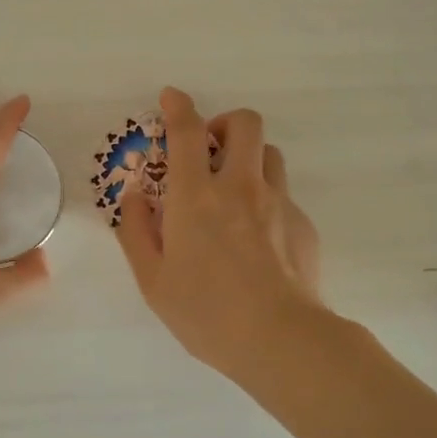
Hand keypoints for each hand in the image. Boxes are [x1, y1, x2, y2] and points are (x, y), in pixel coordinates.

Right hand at [117, 87, 324, 375]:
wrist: (281, 340)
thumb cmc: (206, 312)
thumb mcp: (152, 279)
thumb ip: (136, 231)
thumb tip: (134, 196)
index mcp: (196, 196)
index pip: (187, 132)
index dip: (178, 106)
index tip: (172, 97)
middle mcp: (240, 187)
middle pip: (245, 123)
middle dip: (225, 122)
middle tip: (210, 150)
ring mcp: (278, 203)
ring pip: (270, 154)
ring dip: (249, 158)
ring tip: (235, 192)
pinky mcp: (303, 224)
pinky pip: (284, 195)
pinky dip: (266, 201)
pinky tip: (258, 240)